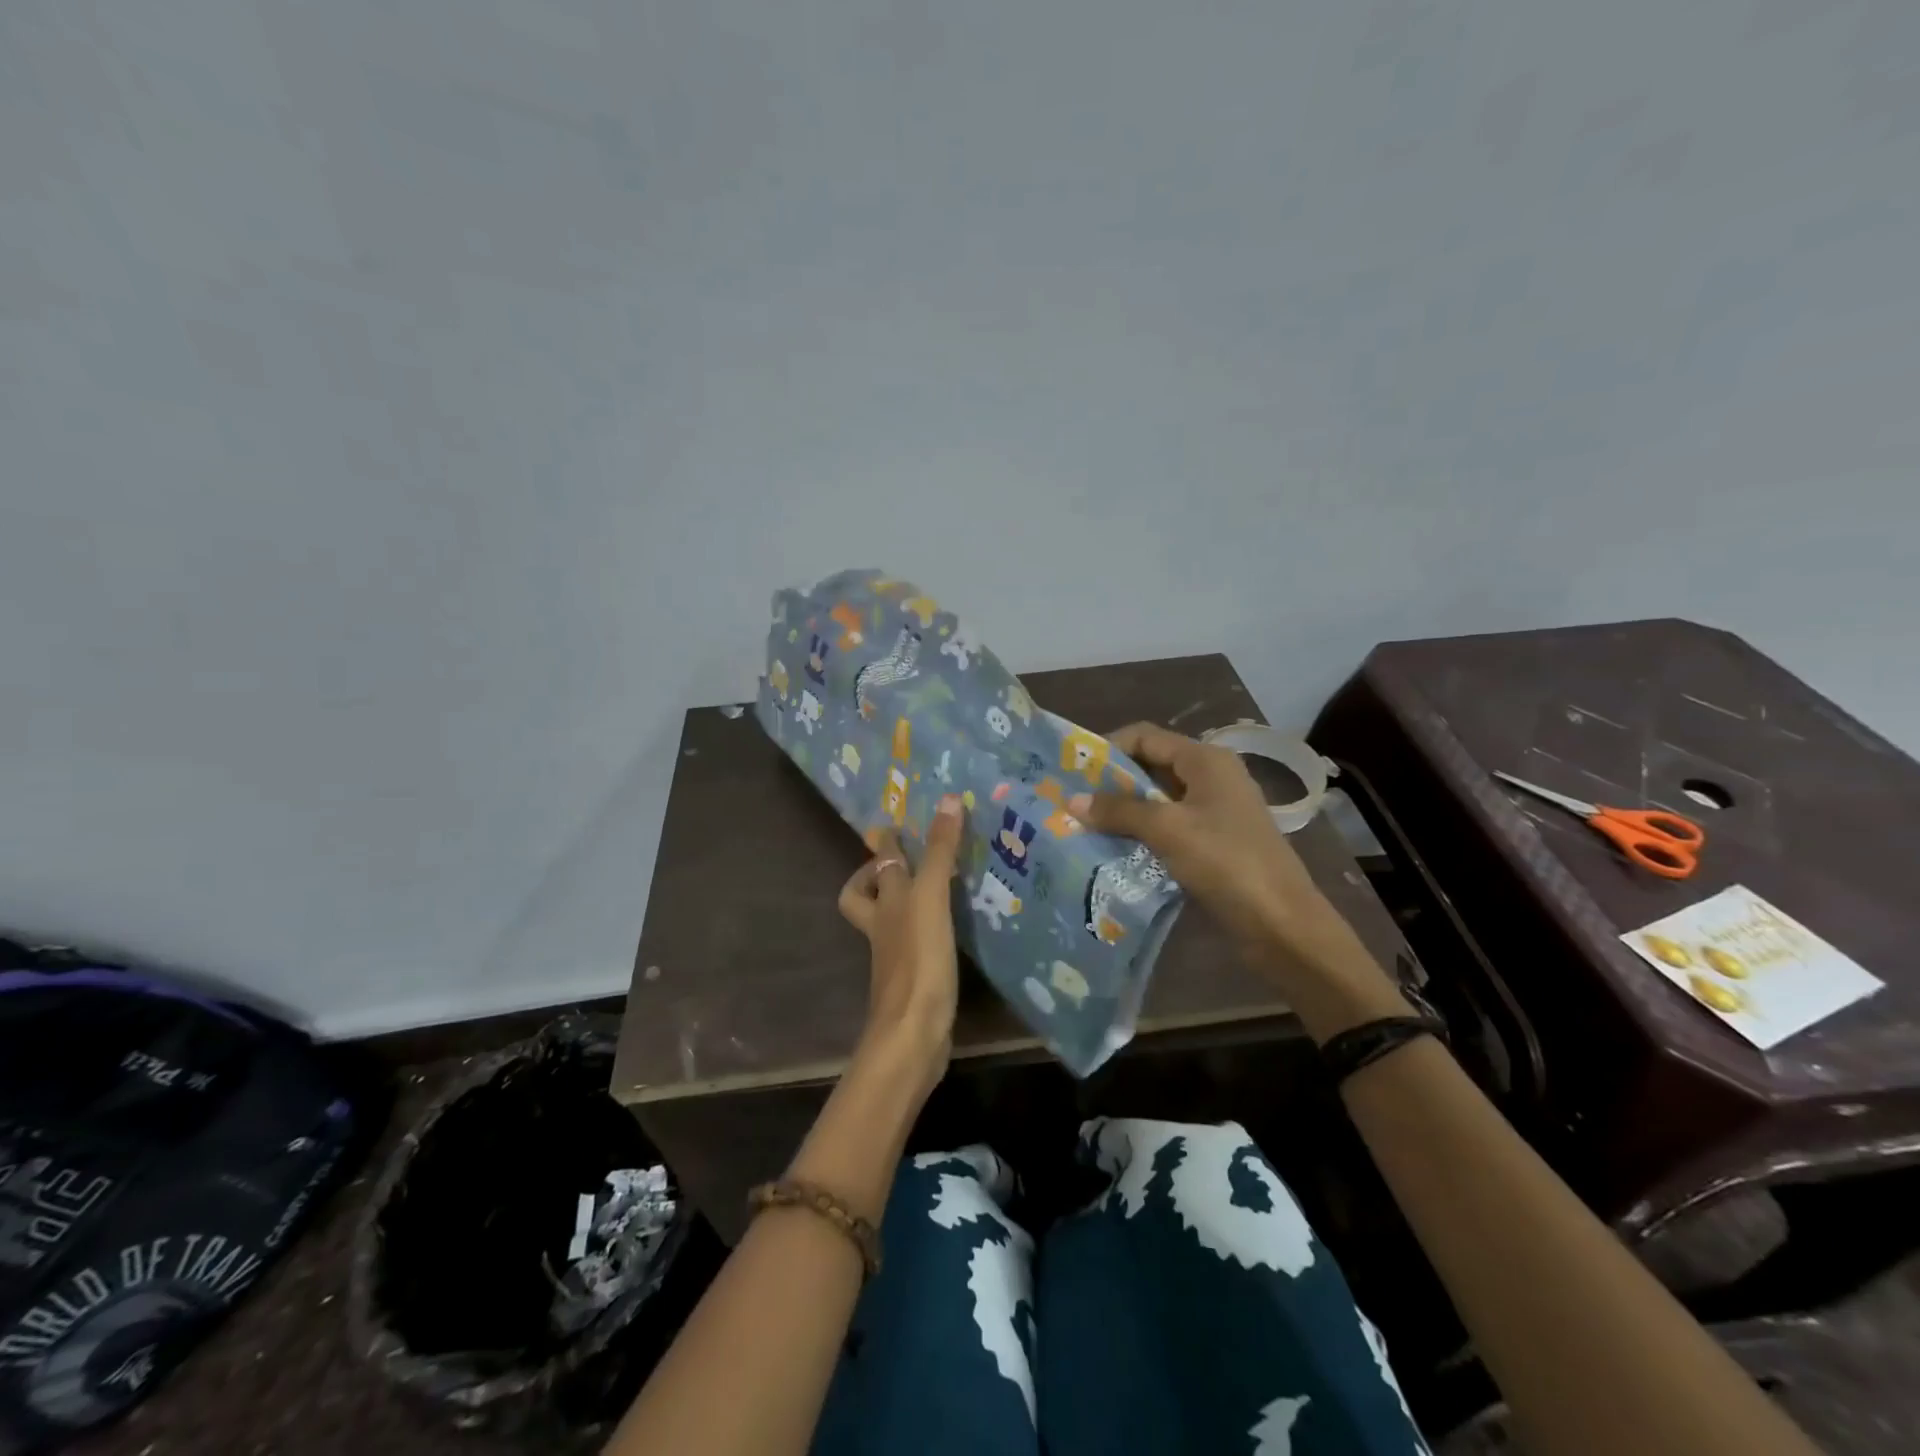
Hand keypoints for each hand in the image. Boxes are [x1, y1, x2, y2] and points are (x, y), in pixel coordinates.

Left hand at [836, 795, 964, 1093]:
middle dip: (875, 878)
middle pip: (864, 897)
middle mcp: (883, 927)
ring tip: (931, 890)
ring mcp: (895, 957)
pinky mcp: (913, 981)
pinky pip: (913, 946)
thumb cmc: (919, 958)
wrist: (913, 1031)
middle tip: (902, 861)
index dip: (884, 846)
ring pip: (887, 922)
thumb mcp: (931, 897)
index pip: (877, 867)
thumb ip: (940, 852)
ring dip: (900, 905)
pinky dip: (923, 933)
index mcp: (884, 903)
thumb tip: (951, 799)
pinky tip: (946, 931)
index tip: (891, 827)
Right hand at [1081, 723, 1406, 1034]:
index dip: (1108, 748)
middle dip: (1111, 783)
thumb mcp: (1168, 829)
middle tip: (1072, 802)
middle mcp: (1211, 777)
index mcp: (1205, 760)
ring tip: (1085, 827)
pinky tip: (1114, 850)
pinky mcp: (1213, 843)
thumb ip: (1119, 810)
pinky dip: (1141, 834)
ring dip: (1123, 811)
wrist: (1282, 924)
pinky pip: (1168, 828)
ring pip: (1157, 800)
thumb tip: (1071, 800)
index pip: (1145, 736)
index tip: (1073, 772)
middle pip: (1151, 766)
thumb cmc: (1226, 862)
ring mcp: (1214, 812)